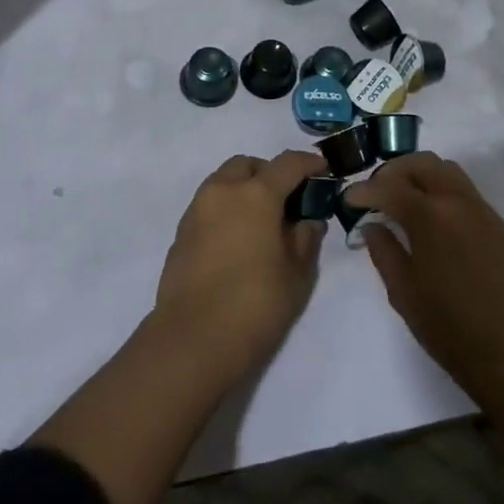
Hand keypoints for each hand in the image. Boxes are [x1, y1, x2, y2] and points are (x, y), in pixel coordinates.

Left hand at [154, 151, 325, 376]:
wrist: (193, 340)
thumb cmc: (255, 305)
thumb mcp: (297, 275)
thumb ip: (306, 239)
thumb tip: (307, 220)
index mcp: (256, 194)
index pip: (287, 163)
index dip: (308, 162)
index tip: (322, 168)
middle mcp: (223, 191)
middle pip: (248, 165)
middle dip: (269, 173)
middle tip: (286, 200)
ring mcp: (197, 209)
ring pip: (223, 181)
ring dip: (243, 188)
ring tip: (260, 221)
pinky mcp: (181, 232)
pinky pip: (208, 205)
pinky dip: (225, 209)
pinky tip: (236, 240)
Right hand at [343, 153, 503, 403]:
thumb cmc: (450, 329)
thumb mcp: (404, 293)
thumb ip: (384, 251)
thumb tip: (372, 225)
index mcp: (431, 218)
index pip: (389, 188)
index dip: (364, 191)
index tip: (348, 200)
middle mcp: (457, 202)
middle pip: (420, 163)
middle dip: (392, 173)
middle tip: (376, 195)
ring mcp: (481, 209)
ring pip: (445, 169)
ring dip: (418, 174)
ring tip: (403, 200)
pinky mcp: (496, 222)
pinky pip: (462, 187)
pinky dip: (440, 188)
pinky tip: (431, 216)